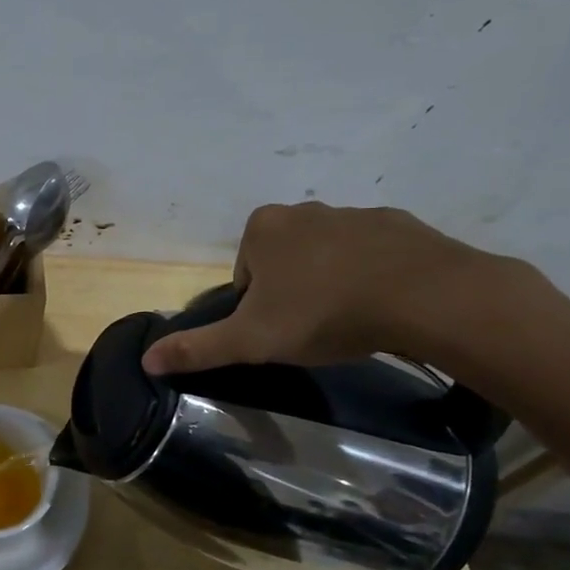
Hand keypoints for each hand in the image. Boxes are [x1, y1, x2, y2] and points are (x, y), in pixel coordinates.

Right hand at [142, 201, 514, 374]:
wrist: (424, 296)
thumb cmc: (324, 313)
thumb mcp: (251, 340)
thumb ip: (198, 348)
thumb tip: (146, 360)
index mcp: (263, 228)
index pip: (244, 273)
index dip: (256, 307)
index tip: (279, 330)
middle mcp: (304, 210)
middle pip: (283, 261)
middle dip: (292, 291)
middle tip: (312, 328)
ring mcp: (354, 212)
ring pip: (327, 255)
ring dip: (331, 283)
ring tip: (350, 320)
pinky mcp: (398, 224)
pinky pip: (371, 253)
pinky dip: (371, 275)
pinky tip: (384, 304)